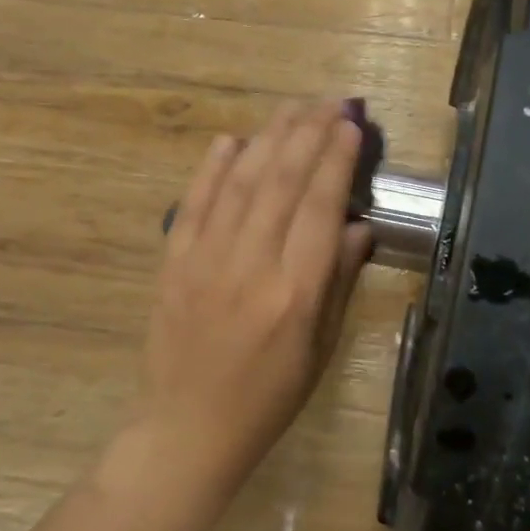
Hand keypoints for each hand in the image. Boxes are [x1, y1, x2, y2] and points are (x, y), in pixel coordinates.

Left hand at [139, 100, 373, 491]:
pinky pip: (194, 202)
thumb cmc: (268, 397)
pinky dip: (213, 167)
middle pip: (282, 181)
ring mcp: (205, 260)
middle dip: (308, 133)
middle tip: (329, 102)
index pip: (320, 206)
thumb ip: (338, 281)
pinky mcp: (173, 262)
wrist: (188, 428)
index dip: (336, 159)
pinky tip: (232, 140)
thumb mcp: (320, 348)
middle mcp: (250, 266)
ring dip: (268, 138)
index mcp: (295, 293)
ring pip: (241, 182)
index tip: (350, 125)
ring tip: (292, 108)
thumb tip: (355, 223)